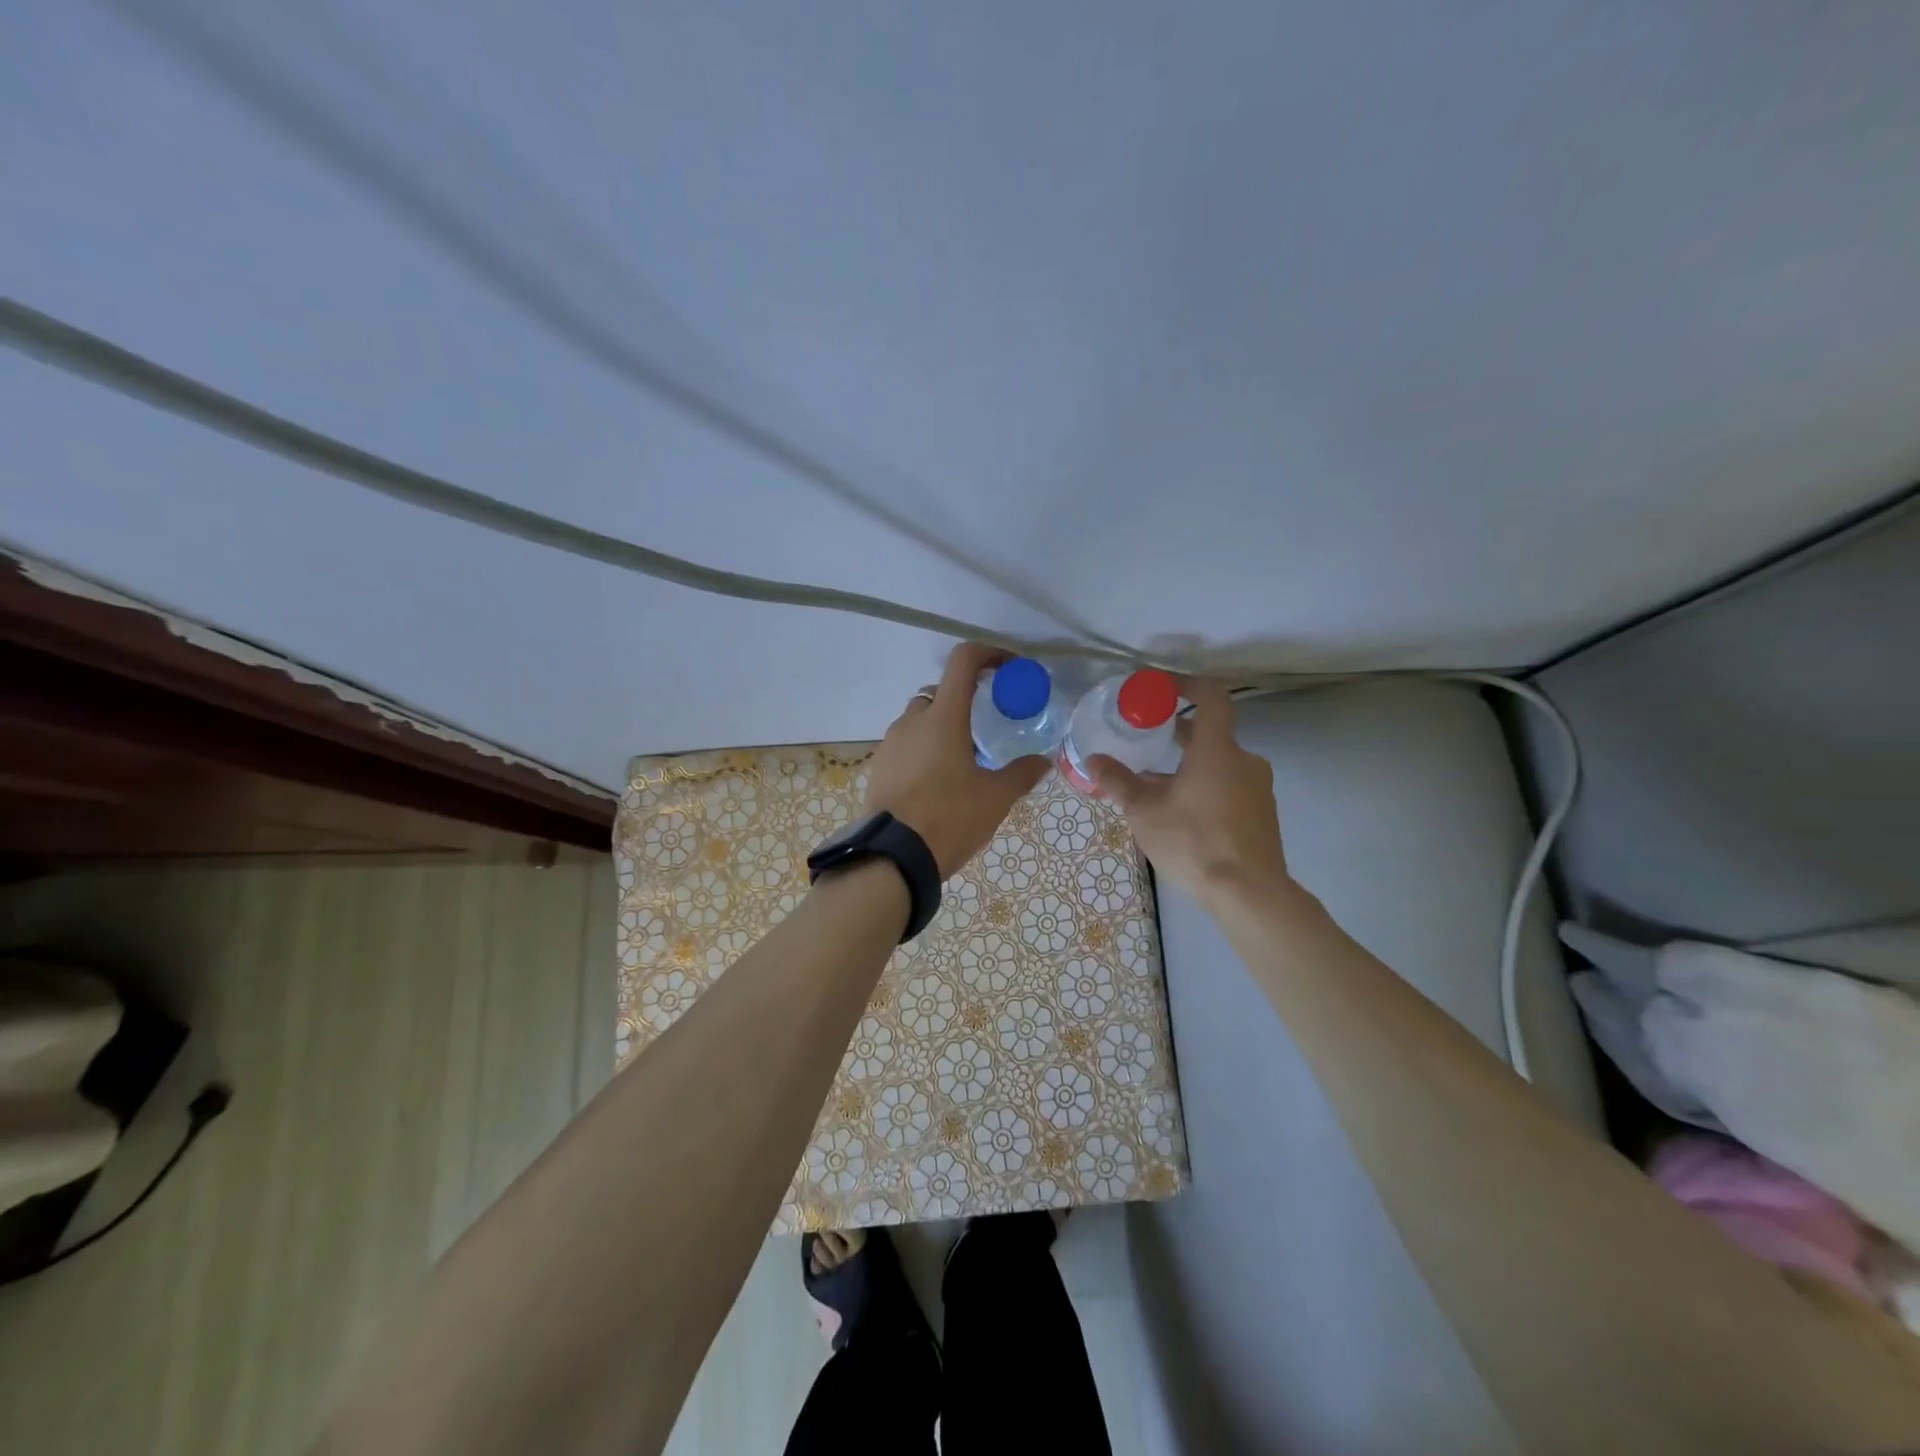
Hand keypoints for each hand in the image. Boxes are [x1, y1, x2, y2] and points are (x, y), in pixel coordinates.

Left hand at [863, 643, 1048, 877]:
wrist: (892, 857)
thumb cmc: (949, 818)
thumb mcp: (995, 798)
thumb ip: (1021, 774)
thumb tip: (1043, 761)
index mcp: (944, 717)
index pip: (964, 660)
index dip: (989, 654)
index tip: (1009, 669)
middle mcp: (913, 720)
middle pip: (941, 692)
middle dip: (966, 700)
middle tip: (987, 727)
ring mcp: (891, 743)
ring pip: (920, 719)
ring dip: (943, 726)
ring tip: (964, 759)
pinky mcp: (879, 766)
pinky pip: (906, 744)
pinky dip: (924, 749)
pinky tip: (939, 781)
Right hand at [1088, 679, 1291, 904]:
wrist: (1249, 894)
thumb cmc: (1194, 842)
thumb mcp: (1144, 812)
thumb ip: (1119, 781)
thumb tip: (1093, 759)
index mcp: (1217, 750)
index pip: (1211, 697)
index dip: (1187, 685)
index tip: (1162, 687)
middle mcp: (1244, 761)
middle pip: (1211, 734)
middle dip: (1178, 733)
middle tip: (1146, 738)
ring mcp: (1257, 789)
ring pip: (1218, 764)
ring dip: (1188, 766)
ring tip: (1155, 783)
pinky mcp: (1261, 814)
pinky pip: (1229, 787)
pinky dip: (1205, 787)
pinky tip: (1180, 813)